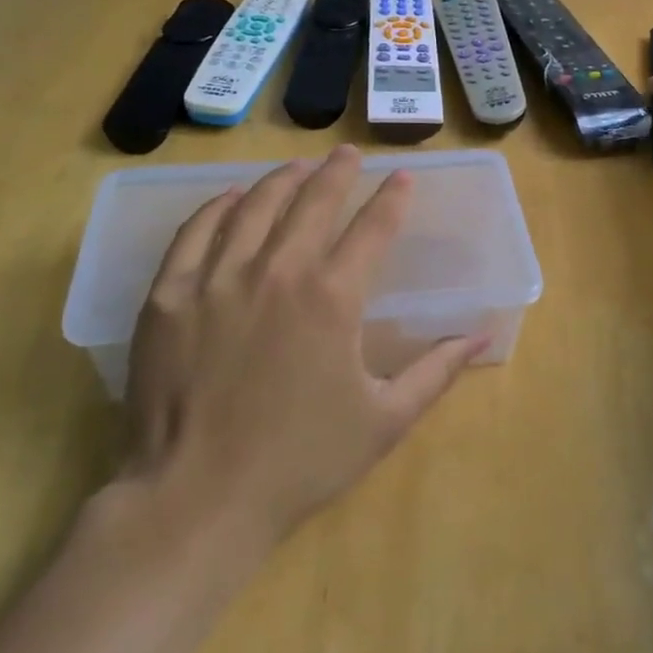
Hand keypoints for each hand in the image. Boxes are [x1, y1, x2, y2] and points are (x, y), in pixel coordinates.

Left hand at [123, 146, 485, 542]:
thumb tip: (482, 336)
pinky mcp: (169, 294)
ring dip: (281, 180)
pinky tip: (230, 197)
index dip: (392, 199)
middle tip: (349, 153)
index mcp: (334, 297)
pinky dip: (216, 206)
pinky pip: (194, 232)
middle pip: (313, 202)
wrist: (197, 498)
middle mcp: (278, 271)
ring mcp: (218, 278)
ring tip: (297, 166)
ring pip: (254, 206)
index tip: (402, 178)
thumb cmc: (300, 461)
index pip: (372, 229)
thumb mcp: (384, 421)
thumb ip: (436, 372)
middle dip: (337, 172)